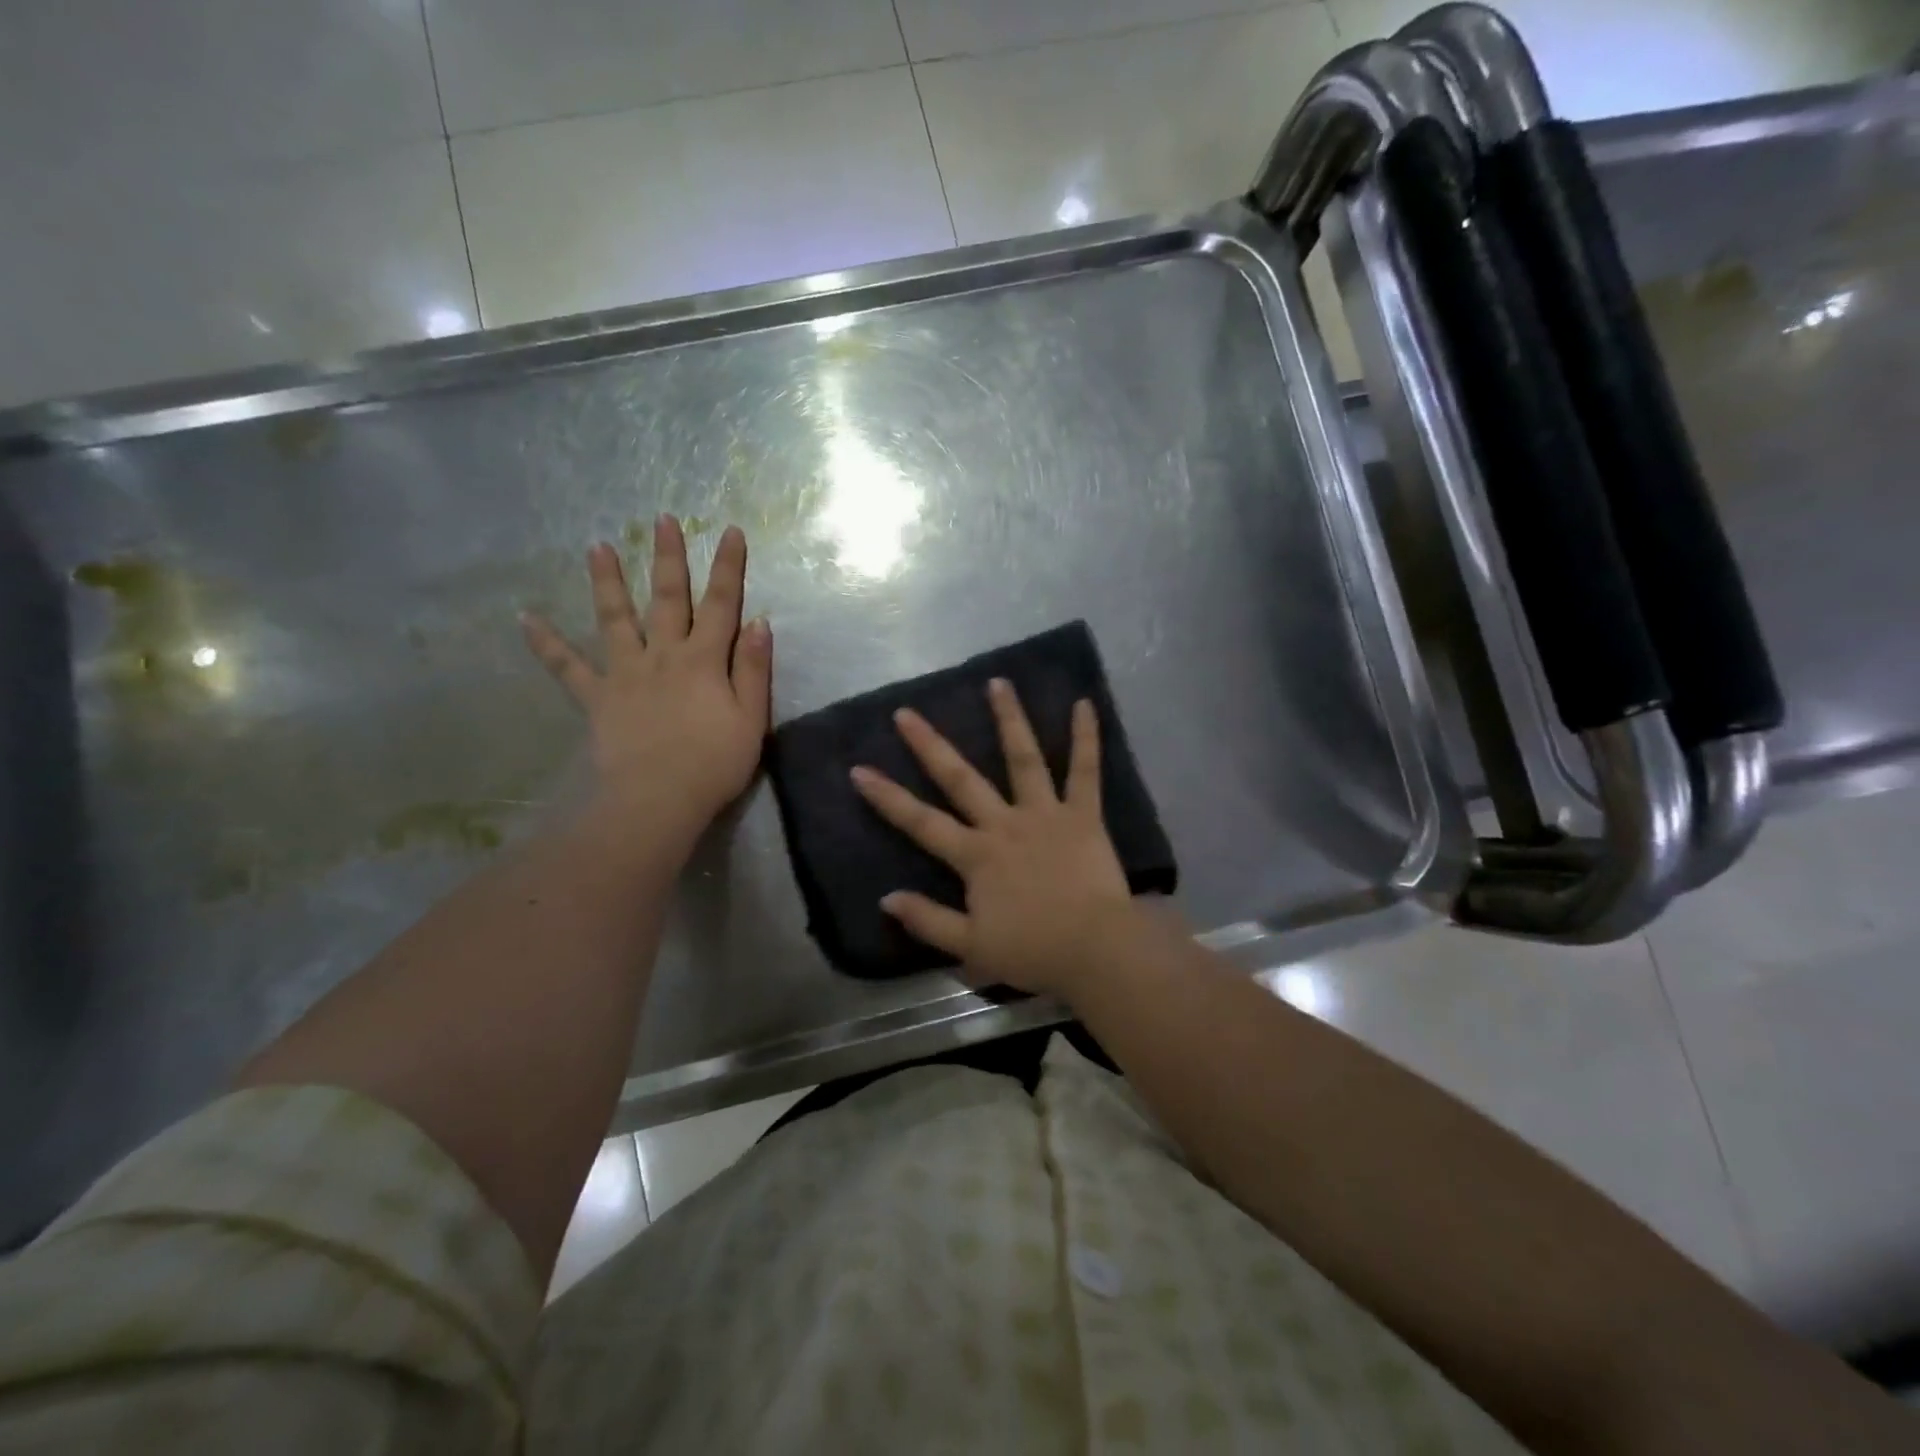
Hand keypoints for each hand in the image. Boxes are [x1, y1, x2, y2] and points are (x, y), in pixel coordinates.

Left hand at [522, 516, 770, 847]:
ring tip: (596, 547)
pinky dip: (546, 643)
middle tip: (661, 520)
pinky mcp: (598, 697)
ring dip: (607, 582)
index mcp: (704, 660)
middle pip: (667, 599)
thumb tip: (758, 622)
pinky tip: (525, 617)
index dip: (728, 568)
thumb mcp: (751, 719)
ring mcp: (626, 673)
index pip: (722, 605)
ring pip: (616, 619)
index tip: (730, 532)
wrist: (658, 800)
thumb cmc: (714, 763)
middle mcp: (663, 655)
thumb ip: (753, 669)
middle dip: (668, 558)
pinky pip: (567, 667)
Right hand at [850, 678, 1135, 999]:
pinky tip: (1084, 703)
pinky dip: (1086, 737)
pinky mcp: (1083, 815)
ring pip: (1023, 759)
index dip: (887, 797)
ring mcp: (1045, 814)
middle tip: (907, 712)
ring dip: (1009, 719)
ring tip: (998, 683)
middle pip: (961, 779)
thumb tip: (886, 898)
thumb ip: (928, 920)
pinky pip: (1085, 771)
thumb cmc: (1033, 951)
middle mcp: (1004, 824)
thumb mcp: (971, 948)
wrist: (1096, 950)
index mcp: (976, 856)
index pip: (921, 822)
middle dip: (930, 745)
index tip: (859, 769)